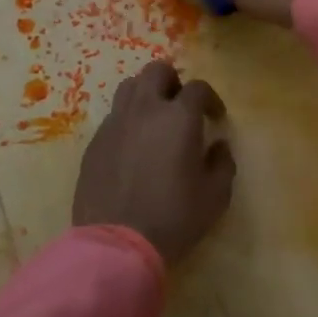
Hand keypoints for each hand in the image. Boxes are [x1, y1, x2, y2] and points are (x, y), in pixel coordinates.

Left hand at [73, 61, 234, 265]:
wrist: (116, 245)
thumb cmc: (173, 218)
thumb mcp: (215, 196)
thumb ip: (223, 163)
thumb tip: (218, 146)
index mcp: (178, 117)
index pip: (198, 87)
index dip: (210, 99)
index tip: (215, 118)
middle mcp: (145, 110)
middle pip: (157, 71)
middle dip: (173, 82)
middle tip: (181, 107)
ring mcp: (115, 124)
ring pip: (129, 87)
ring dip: (146, 94)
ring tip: (154, 120)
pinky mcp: (94, 143)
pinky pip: (113, 117)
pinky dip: (127, 121)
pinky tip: (133, 147)